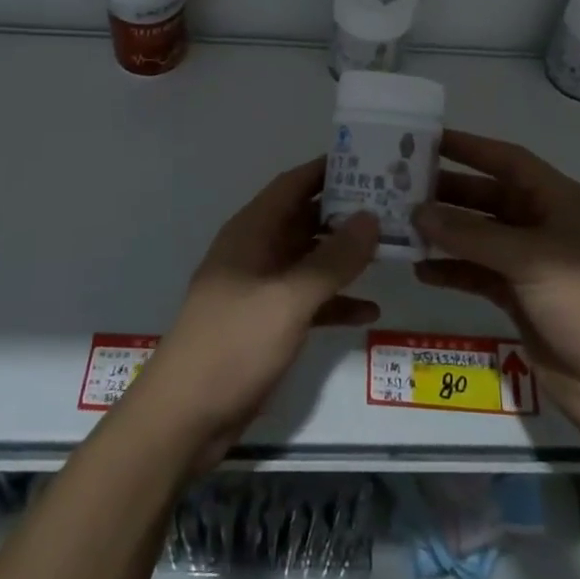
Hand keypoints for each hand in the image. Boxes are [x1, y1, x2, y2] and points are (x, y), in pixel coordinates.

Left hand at [133, 159, 379, 467]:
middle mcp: (256, 252)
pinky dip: (336, 301)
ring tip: (392, 249)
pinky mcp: (267, 324)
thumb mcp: (288, 298)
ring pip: (310, 260)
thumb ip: (332, 259)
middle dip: (345, 213)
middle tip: (394, 205)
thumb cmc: (234, 344)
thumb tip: (371, 217)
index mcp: (251, 232)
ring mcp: (261, 289)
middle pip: (305, 219)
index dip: (327, 169)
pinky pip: (309, 301)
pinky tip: (370, 310)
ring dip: (345, 257)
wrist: (185, 418)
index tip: (370, 160)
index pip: (292, 185)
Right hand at [413, 130, 579, 444]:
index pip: (509, 161)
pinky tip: (422, 271)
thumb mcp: (532, 260)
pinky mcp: (521, 299)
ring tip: (402, 228)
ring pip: (480, 238)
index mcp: (560, 202)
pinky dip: (453, 271)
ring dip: (445, 234)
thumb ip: (472, 236)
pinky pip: (479, 275)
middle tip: (400, 188)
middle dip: (449, 193)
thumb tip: (418, 212)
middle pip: (489, 199)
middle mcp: (545, 226)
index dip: (470, 148)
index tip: (426, 140)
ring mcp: (532, 265)